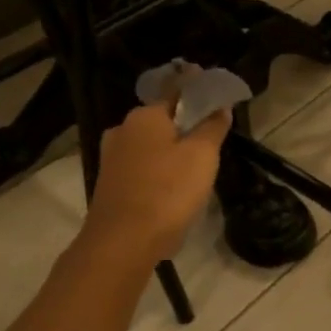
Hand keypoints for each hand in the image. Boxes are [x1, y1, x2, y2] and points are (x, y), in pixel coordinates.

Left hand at [86, 102, 230, 259]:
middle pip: (162, 119)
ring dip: (172, 151)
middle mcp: (123, 129)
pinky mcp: (110, 184)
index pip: (176, 90)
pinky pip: (142, 168)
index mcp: (145, 115)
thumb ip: (213, 127)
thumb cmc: (168, 191)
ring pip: (151, 145)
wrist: (123, 242)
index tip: (215, 91)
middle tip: (212, 138)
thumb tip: (220, 107)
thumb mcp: (203, 156)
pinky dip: (159, 171)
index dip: (198, 88)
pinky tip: (173, 188)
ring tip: (196, 168)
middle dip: (185, 124)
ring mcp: (112, 158)